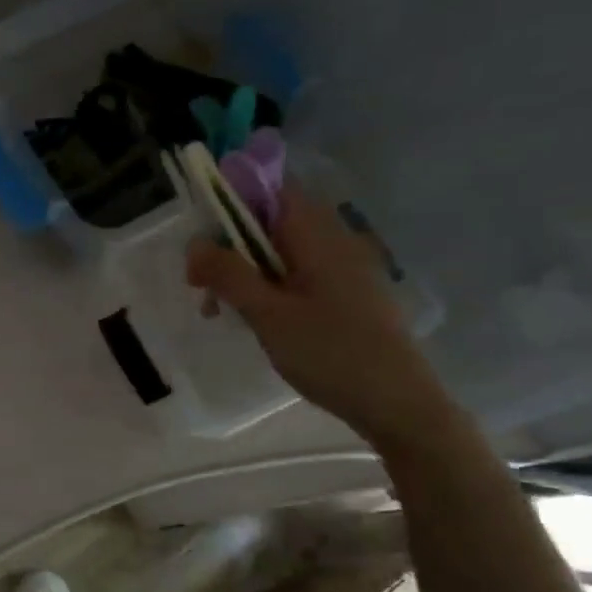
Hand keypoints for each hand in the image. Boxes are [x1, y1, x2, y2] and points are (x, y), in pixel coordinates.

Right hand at [186, 188, 453, 446]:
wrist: (397, 402)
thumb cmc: (330, 352)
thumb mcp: (267, 314)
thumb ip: (228, 274)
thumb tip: (194, 243)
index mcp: (316, 235)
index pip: (270, 189)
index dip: (231, 200)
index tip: (201, 235)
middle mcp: (332, 240)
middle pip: (269, 221)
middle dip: (229, 246)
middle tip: (200, 287)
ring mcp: (341, 267)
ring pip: (279, 252)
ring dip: (244, 272)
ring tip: (220, 311)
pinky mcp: (344, 293)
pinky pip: (296, 274)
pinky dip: (267, 288)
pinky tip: (254, 320)